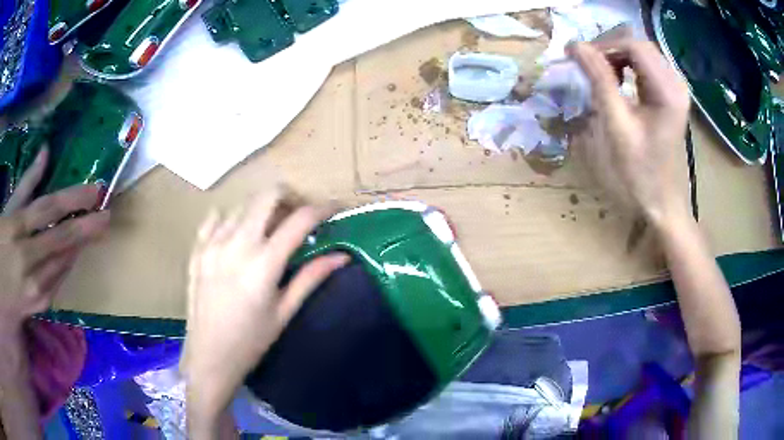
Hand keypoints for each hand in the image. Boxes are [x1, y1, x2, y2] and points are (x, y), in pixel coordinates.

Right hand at [0, 148, 109, 336]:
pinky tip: (75, 253)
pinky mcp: (38, 305)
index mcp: (16, 228)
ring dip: (80, 246)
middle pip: (61, 240)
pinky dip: (67, 264)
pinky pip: (57, 281)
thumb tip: (45, 152)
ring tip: (96, 229)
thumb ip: (26, 184)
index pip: (49, 208)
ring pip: (62, 262)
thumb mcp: (8, 210)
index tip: (96, 191)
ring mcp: (33, 287)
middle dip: (88, 227)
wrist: (2, 291)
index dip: (74, 199)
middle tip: (108, 214)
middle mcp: (26, 259)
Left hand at [181, 188, 348, 426]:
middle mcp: (236, 244)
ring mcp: (212, 243)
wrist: (209, 357)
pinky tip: (235, 235)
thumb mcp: (284, 311)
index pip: (299, 220)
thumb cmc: (251, 341)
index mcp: (263, 263)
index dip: (322, 208)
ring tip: (267, 232)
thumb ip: (311, 277)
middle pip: (267, 196)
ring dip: (261, 212)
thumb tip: (342, 256)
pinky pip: (214, 218)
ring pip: (242, 205)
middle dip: (289, 197)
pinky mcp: (197, 249)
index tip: (334, 208)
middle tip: (298, 215)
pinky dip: (230, 218)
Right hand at [568, 39, 691, 226]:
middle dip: (609, 49)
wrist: (662, 203)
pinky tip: (617, 82)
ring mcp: (675, 89)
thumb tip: (575, 46)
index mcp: (667, 91)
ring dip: (616, 57)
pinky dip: (626, 67)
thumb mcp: (617, 126)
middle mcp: (675, 83)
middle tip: (586, 65)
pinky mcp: (671, 95)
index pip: (633, 45)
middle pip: (638, 45)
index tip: (578, 57)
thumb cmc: (640, 173)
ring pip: (641, 53)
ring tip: (599, 74)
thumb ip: (599, 81)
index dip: (603, 45)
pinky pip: (646, 67)